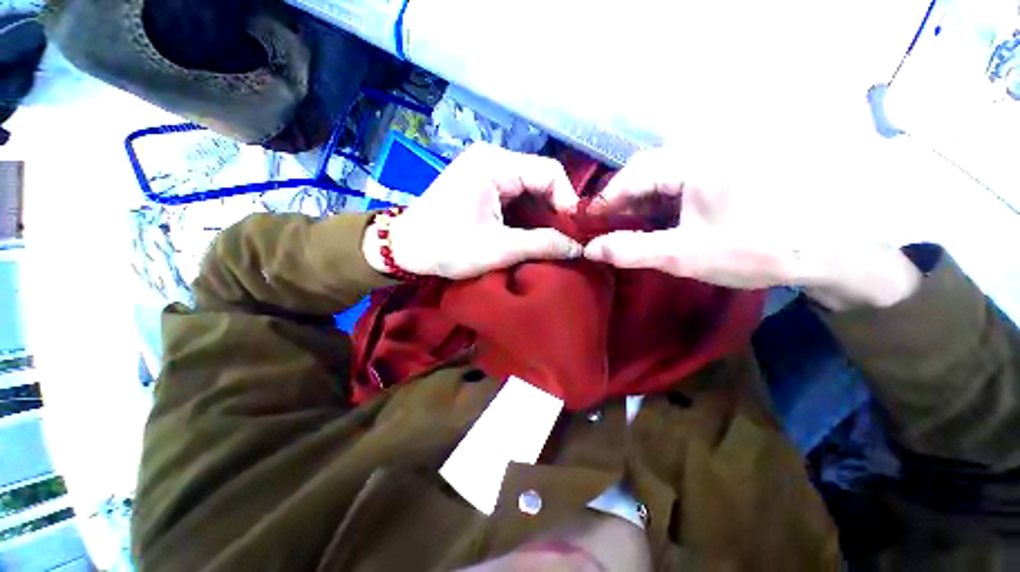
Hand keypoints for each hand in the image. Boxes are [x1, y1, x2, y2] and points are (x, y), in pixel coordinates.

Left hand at [363, 143, 581, 279]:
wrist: (405, 250)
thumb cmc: (448, 247)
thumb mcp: (499, 249)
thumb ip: (542, 245)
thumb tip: (579, 248)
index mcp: (494, 164)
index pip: (549, 172)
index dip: (567, 201)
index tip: (575, 232)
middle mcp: (492, 158)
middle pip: (539, 178)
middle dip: (555, 210)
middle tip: (566, 239)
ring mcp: (485, 170)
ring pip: (529, 188)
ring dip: (542, 214)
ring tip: (552, 239)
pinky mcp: (481, 184)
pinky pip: (515, 195)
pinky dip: (527, 214)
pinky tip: (532, 233)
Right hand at [583, 147, 920, 309]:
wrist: (830, 250)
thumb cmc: (756, 249)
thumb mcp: (683, 255)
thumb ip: (630, 250)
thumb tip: (590, 249)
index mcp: (693, 161)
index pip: (631, 175)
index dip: (605, 201)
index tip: (589, 225)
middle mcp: (702, 150)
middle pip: (645, 173)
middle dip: (622, 204)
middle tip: (606, 231)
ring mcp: (717, 159)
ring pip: (662, 179)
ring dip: (640, 205)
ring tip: (626, 231)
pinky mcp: (726, 172)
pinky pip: (681, 183)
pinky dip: (662, 204)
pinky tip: (657, 223)